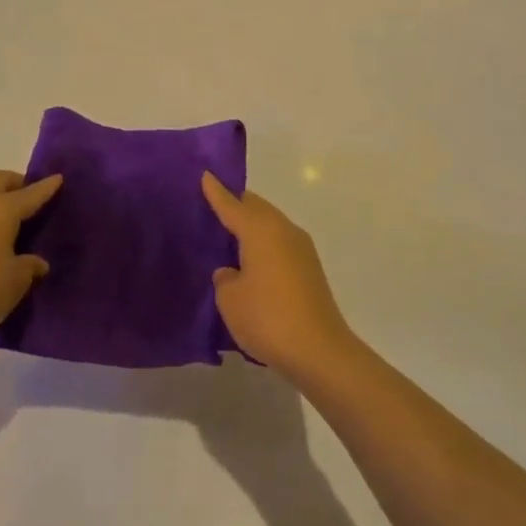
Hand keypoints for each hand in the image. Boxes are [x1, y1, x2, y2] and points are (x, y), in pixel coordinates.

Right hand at [202, 173, 358, 376]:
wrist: (319, 351)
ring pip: (271, 224)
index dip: (216, 191)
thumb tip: (234, 272)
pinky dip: (264, 244)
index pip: (232, 204)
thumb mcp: (230, 299)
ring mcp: (301, 249)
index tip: (205, 174)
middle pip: (256, 207)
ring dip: (252, 226)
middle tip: (214, 207)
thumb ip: (225, 278)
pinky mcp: (310, 269)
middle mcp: (283, 230)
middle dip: (236, 204)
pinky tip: (251, 262)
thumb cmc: (267, 318)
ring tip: (230, 235)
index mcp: (260, 230)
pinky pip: (280, 243)